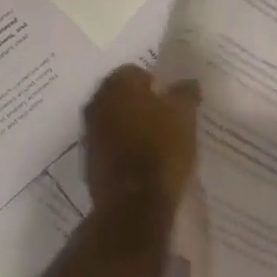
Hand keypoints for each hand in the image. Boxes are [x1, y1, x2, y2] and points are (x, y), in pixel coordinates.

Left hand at [82, 65, 200, 212]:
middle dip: (141, 103)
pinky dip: (125, 147)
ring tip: (158, 140)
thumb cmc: (162, 149)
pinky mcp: (89, 161)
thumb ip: (186, 93)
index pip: (136, 71)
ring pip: (114, 120)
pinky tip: (145, 160)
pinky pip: (110, 144)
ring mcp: (89, 134)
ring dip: (132, 125)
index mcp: (117, 85)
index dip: (156, 83)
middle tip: (166, 117)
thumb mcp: (185, 115)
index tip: (172, 99)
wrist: (135, 204)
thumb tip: (188, 83)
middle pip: (122, 95)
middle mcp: (96, 104)